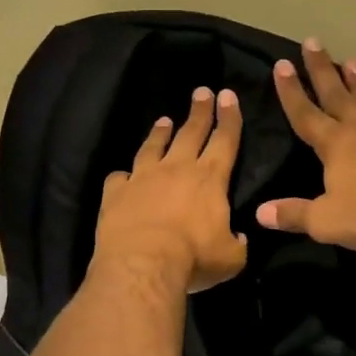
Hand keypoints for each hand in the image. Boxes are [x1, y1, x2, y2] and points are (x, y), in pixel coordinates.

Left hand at [94, 86, 248, 293]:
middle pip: (191, 132)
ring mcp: (143, 177)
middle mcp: (176, 169)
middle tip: (202, 92)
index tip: (228, 96)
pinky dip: (123, 175)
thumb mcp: (231, 258)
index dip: (229, 118)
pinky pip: (119, 177)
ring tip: (164, 121)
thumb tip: (238, 237)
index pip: (225, 140)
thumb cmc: (194, 258)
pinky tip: (123, 175)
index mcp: (210, 179)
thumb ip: (237, 243)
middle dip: (199, 111)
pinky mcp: (116, 192)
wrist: (143, 263)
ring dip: (160, 133)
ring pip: (153, 147)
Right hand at [257, 39, 355, 258]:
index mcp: (336, 143)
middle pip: (337, 91)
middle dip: (322, 68)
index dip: (291, 91)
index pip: (305, 112)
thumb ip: (293, 214)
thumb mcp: (327, 222)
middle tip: (313, 42)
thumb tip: (261, 212)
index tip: (281, 64)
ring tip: (351, 61)